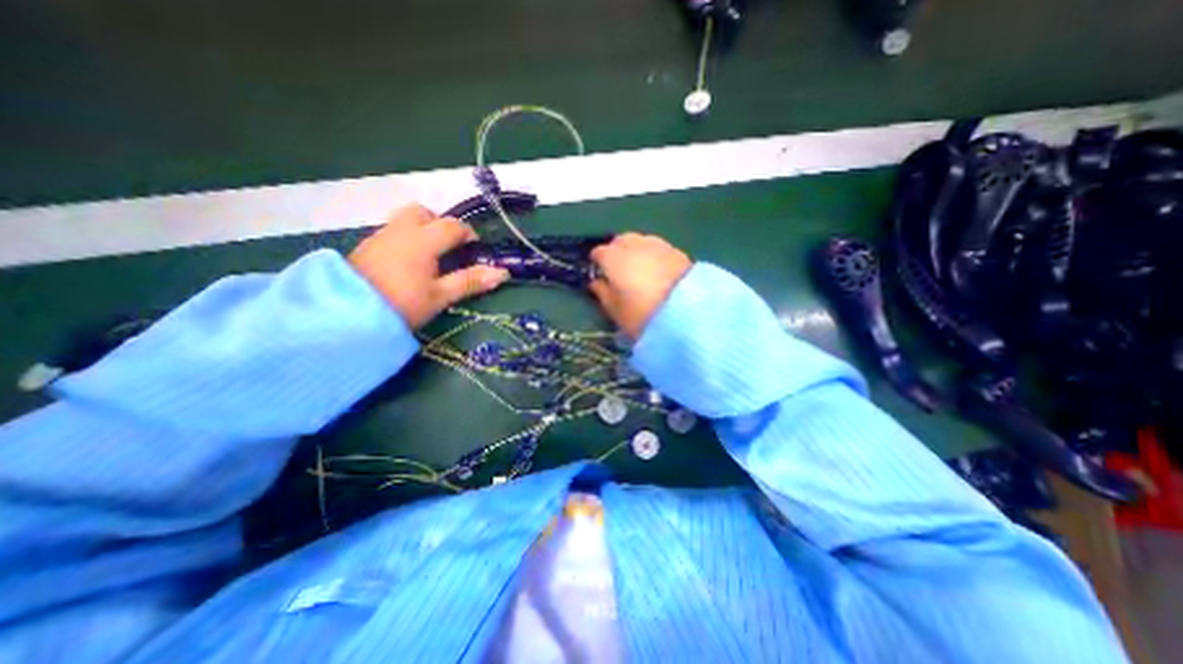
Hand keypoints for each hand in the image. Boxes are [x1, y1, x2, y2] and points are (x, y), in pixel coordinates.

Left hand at [345, 202, 504, 326]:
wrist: (347, 315)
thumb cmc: (402, 304)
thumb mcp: (441, 296)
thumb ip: (471, 281)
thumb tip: (503, 273)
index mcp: (423, 240)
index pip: (452, 226)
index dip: (468, 235)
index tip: (475, 251)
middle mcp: (400, 231)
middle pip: (423, 213)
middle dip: (440, 224)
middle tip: (449, 248)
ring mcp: (380, 237)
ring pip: (405, 221)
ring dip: (422, 231)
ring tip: (430, 258)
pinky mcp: (366, 247)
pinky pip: (392, 233)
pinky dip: (406, 240)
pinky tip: (407, 265)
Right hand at [588, 234, 693, 338]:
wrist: (688, 313)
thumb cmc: (643, 315)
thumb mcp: (616, 311)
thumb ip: (603, 293)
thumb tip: (597, 282)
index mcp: (614, 258)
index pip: (599, 252)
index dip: (598, 262)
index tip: (600, 273)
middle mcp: (634, 245)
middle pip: (620, 240)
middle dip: (616, 251)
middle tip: (618, 269)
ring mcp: (657, 245)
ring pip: (640, 240)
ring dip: (635, 250)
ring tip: (639, 268)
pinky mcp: (677, 251)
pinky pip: (657, 247)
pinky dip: (652, 254)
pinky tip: (656, 269)